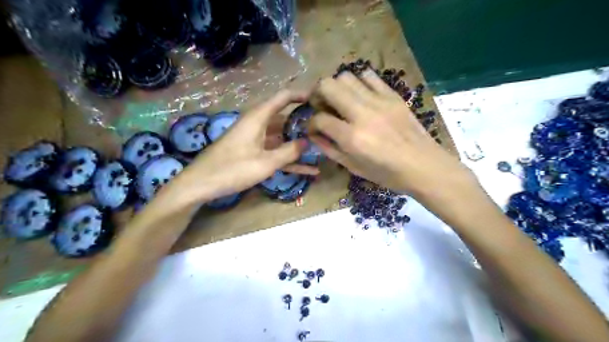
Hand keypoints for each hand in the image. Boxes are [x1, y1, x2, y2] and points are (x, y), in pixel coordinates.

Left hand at [177, 91, 319, 201]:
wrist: (201, 184)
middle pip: (285, 118)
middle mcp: (258, 125)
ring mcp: (255, 140)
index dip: (301, 95)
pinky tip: (308, 170)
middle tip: (325, 128)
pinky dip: (289, 160)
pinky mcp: (253, 153)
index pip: (283, 98)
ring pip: (282, 138)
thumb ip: (289, 152)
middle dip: (304, 123)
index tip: (319, 98)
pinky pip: (275, 153)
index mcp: (258, 118)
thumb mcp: (265, 162)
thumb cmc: (233, 169)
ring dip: (299, 144)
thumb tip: (308, 142)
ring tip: (321, 148)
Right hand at [310, 69, 475, 198]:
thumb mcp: (354, 168)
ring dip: (337, 87)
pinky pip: (369, 76)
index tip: (314, 127)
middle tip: (321, 106)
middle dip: (317, 95)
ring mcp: (379, 101)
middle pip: (328, 86)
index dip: (310, 123)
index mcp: (352, 138)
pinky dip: (358, 83)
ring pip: (346, 77)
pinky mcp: (392, 95)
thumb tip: (314, 134)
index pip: (319, 119)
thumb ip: (330, 149)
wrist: (424, 165)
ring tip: (340, 100)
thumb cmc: (387, 174)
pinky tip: (360, 95)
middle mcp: (362, 114)